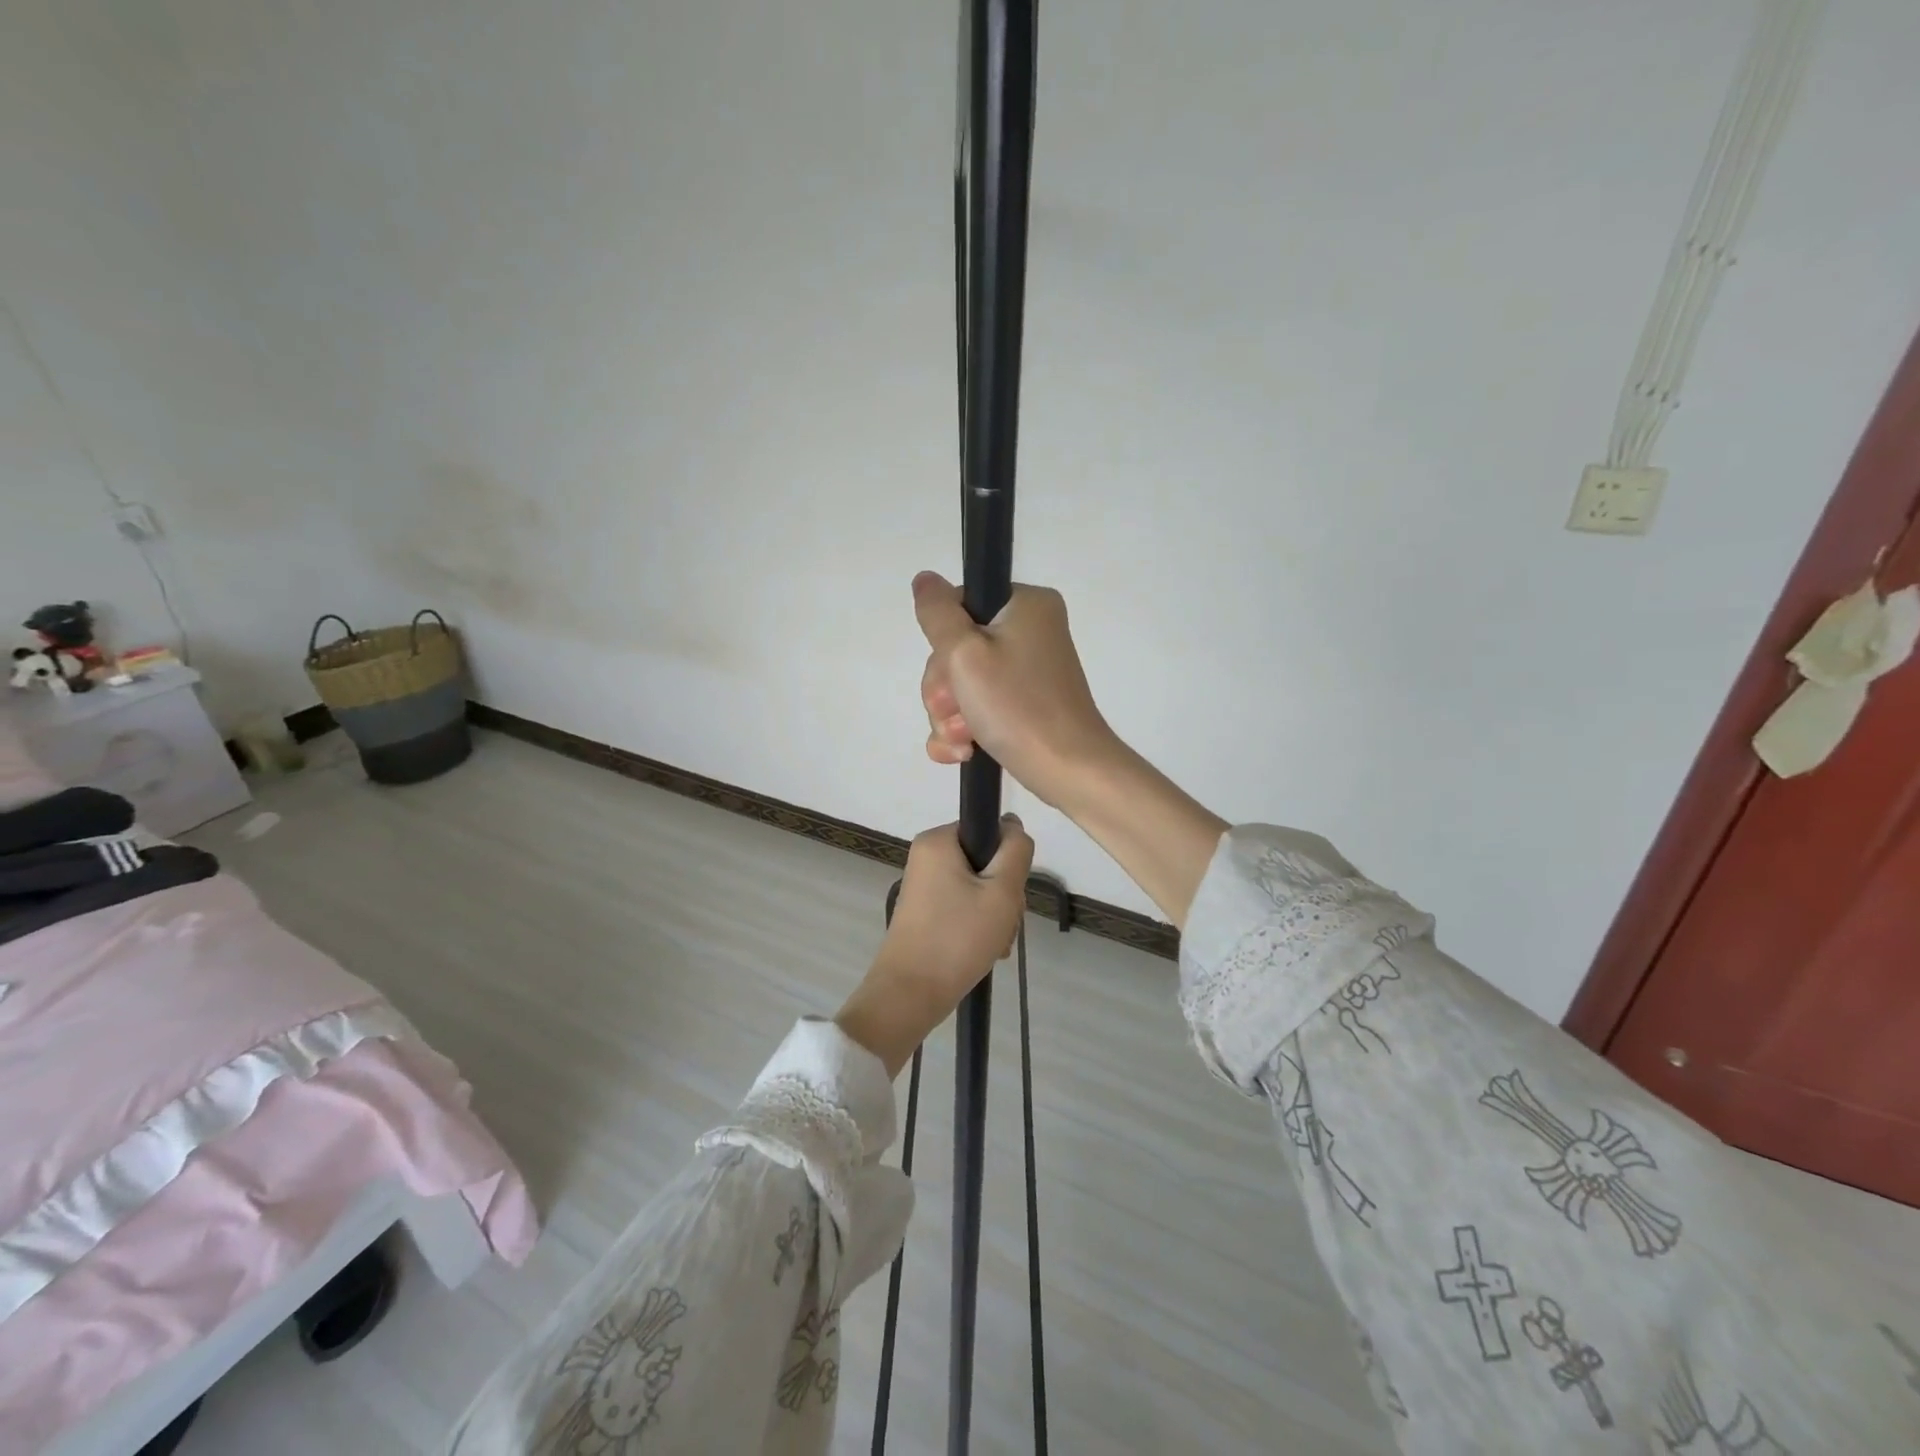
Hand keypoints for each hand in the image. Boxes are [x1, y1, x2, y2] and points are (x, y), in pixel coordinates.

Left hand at [834, 817, 1034, 1075]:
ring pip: (978, 887)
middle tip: (1003, 923)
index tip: (1009, 892)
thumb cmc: (957, 938)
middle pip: (985, 861)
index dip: (1008, 859)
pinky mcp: (925, 910)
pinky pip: (962, 905)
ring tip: (995, 944)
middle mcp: (926, 856)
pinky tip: (985, 950)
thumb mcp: (1002, 892)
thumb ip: (1016, 851)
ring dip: (995, 914)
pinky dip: (978, 925)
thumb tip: (1012, 824)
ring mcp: (924, 884)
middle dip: (1003, 894)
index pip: (989, 830)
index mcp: (938, 840)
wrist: (910, 994)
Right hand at [913, 572, 1227, 929]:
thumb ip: (937, 614)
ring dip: (950, 716)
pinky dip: (963, 730)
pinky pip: (978, 707)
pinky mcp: (1024, 704)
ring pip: (961, 683)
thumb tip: (924, 580)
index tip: (952, 673)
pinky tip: (962, 752)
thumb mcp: (965, 654)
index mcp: (1026, 605)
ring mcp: (1028, 670)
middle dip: (946, 689)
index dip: (943, 643)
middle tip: (957, 711)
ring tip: (964, 739)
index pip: (958, 605)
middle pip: (956, 648)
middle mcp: (1030, 630)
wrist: (1068, 770)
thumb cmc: (1018, 707)